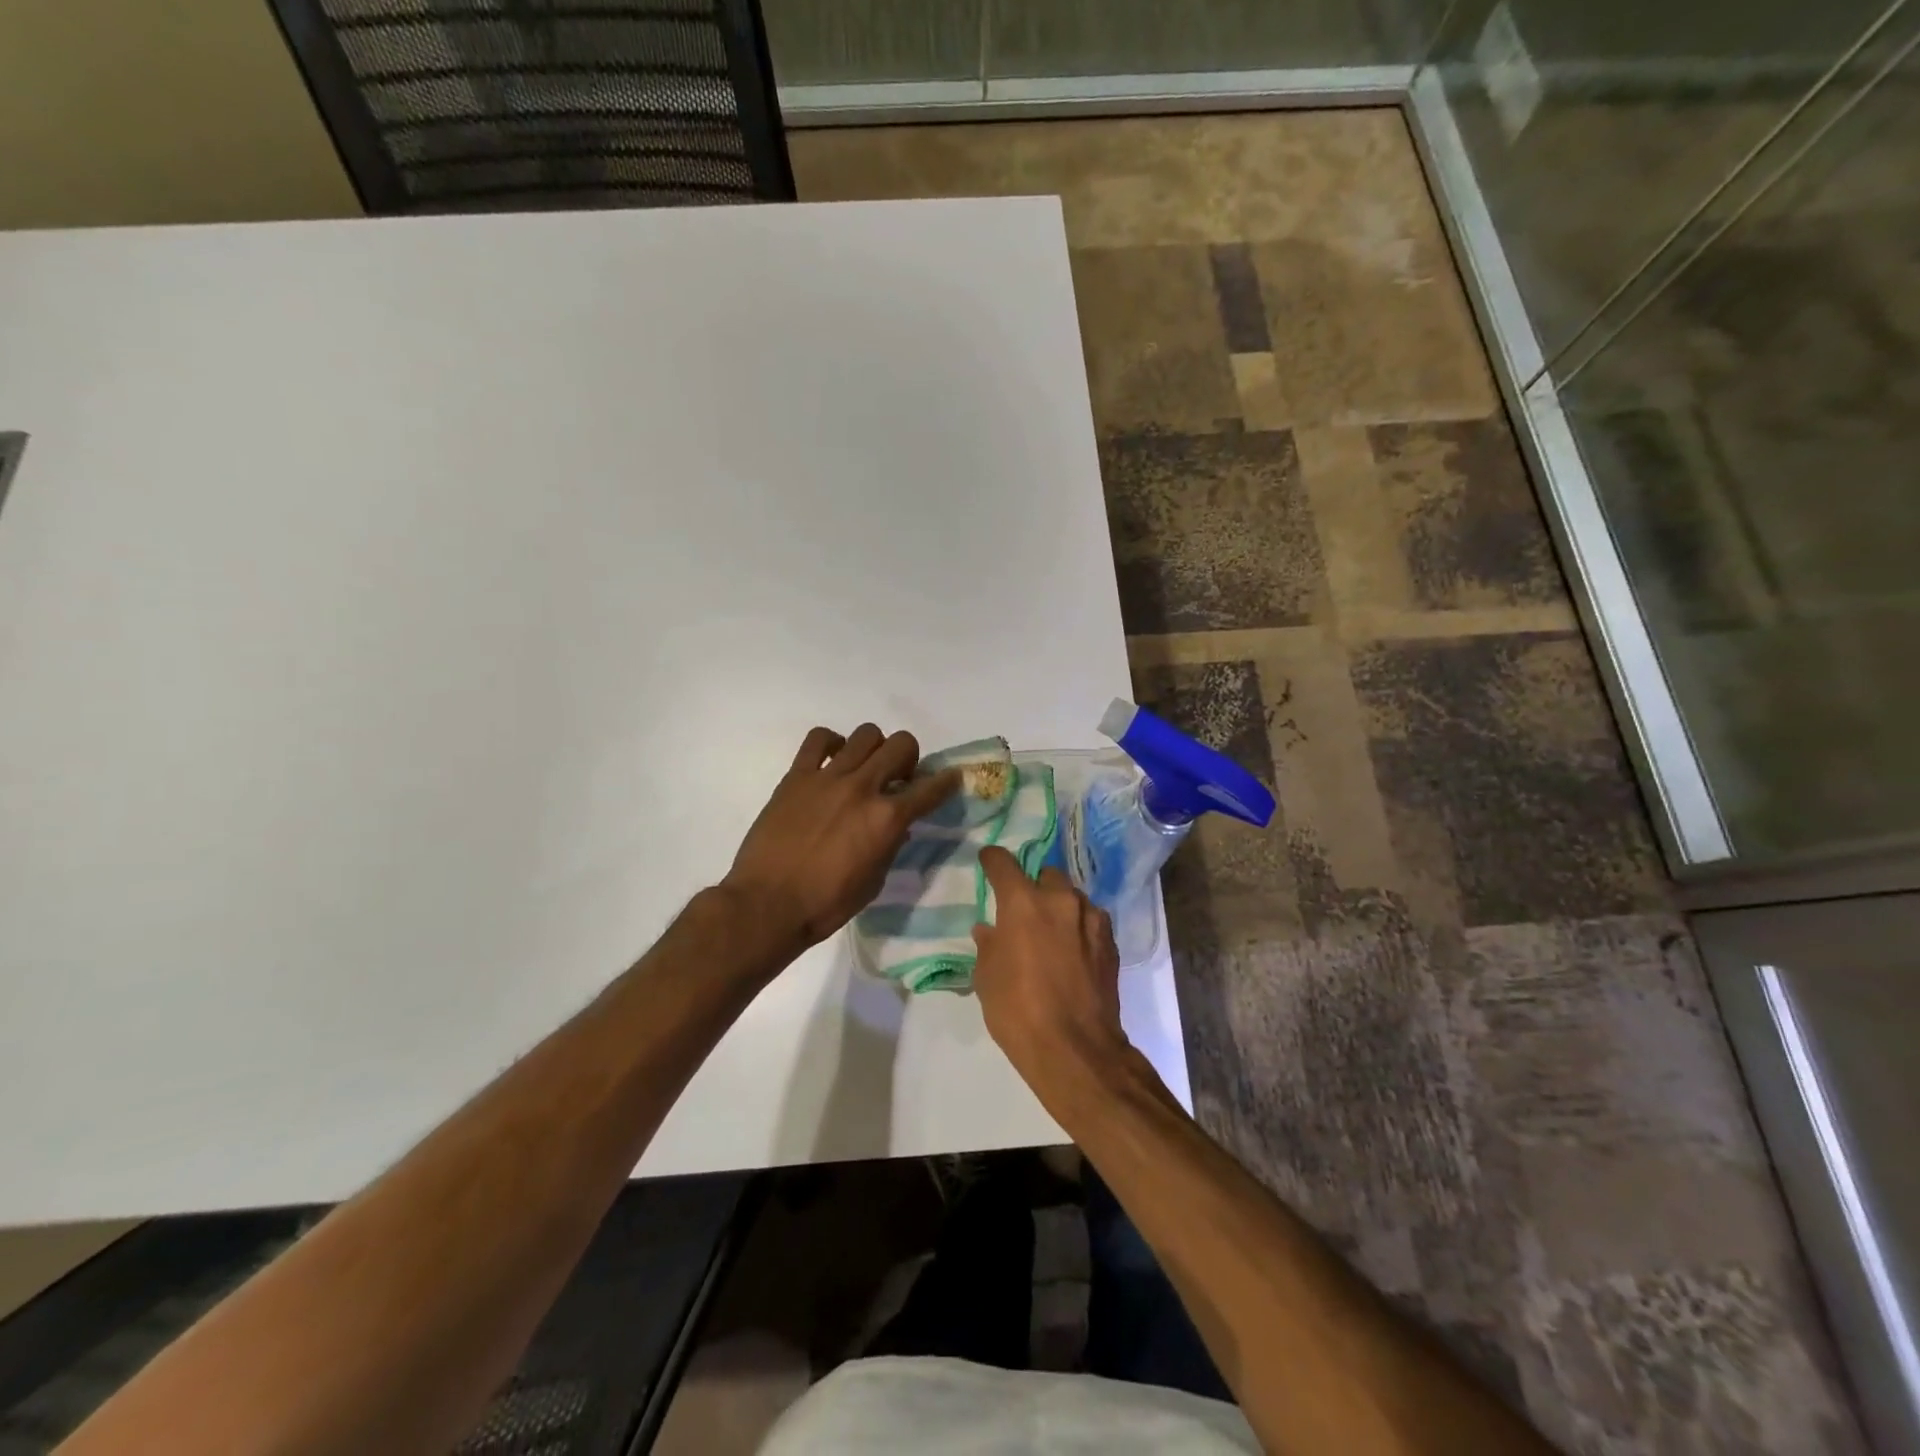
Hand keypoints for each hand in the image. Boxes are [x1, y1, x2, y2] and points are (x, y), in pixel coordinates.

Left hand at [722, 724, 959, 954]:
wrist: (767, 904)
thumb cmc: (825, 904)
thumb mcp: (873, 881)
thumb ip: (889, 846)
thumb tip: (897, 826)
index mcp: (887, 819)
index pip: (931, 789)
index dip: (947, 781)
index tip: (951, 777)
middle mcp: (863, 788)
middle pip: (901, 744)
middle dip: (909, 758)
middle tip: (898, 778)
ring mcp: (828, 777)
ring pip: (866, 734)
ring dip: (874, 748)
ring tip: (864, 768)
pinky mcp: (797, 776)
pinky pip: (818, 739)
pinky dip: (831, 743)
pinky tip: (831, 762)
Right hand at [972, 847, 1128, 1101]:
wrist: (1075, 1048)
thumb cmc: (1017, 1010)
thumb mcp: (987, 978)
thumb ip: (988, 945)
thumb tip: (990, 930)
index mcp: (1022, 903)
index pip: (1004, 863)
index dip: (993, 860)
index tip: (988, 861)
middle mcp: (1059, 900)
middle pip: (1045, 874)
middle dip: (1033, 886)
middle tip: (1024, 910)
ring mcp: (1090, 919)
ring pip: (1072, 896)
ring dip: (1059, 906)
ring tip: (1051, 932)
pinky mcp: (1110, 941)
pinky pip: (1090, 920)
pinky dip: (1079, 927)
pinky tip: (1073, 950)